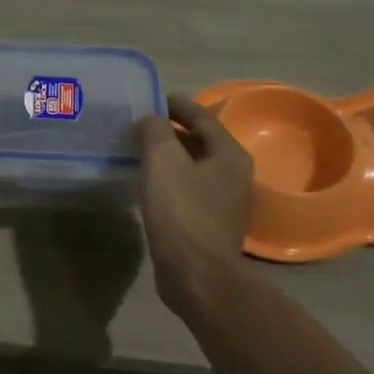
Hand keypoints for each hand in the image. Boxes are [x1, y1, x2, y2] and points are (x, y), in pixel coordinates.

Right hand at [134, 95, 252, 310]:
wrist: (197, 275)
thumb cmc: (182, 212)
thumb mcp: (163, 160)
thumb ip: (155, 130)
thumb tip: (149, 121)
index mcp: (229, 154)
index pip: (202, 116)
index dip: (176, 104)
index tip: (151, 98)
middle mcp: (234, 174)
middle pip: (200, 141)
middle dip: (171, 130)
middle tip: (139, 125)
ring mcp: (225, 201)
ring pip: (194, 166)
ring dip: (169, 156)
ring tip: (140, 152)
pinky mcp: (211, 223)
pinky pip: (189, 189)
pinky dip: (170, 179)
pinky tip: (149, 185)